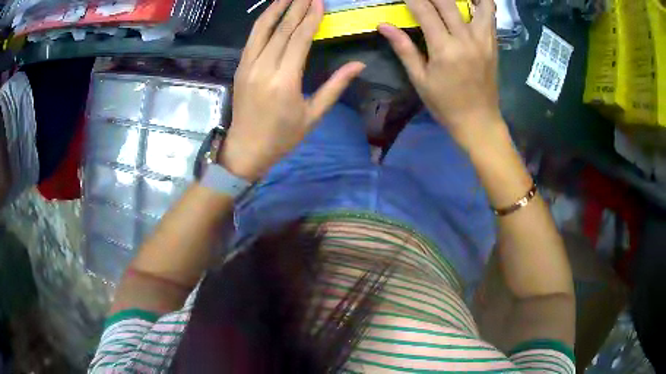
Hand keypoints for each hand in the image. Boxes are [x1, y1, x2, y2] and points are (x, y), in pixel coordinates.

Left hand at [219, 0, 364, 181]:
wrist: (246, 149)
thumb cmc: (283, 137)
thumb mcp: (313, 115)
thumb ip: (335, 86)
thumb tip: (358, 64)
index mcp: (285, 81)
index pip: (299, 40)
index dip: (310, 18)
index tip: (319, 2)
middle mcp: (264, 68)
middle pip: (282, 30)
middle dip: (296, 8)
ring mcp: (248, 66)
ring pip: (262, 30)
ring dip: (276, 9)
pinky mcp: (240, 68)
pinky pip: (252, 39)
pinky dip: (262, 22)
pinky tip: (271, 13)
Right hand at [378, 0, 500, 148]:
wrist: (479, 122)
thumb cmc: (445, 104)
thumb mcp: (420, 79)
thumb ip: (404, 48)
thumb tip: (383, 25)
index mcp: (444, 49)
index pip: (425, 10)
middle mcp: (466, 39)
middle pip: (448, 2)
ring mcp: (484, 40)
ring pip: (479, 4)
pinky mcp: (493, 44)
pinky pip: (491, 16)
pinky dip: (483, 3)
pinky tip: (472, 2)